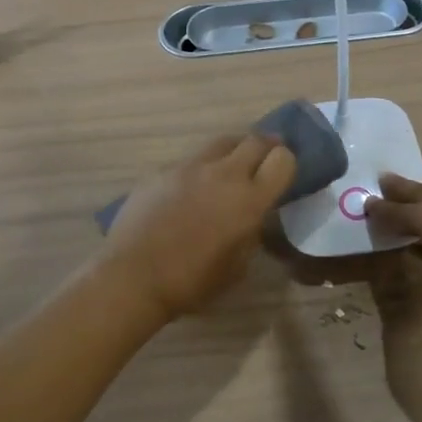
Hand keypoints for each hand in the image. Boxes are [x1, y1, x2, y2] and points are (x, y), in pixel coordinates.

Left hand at [105, 135, 295, 318]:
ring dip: (233, 152)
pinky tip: (191, 189)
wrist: (133, 276)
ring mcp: (189, 167)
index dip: (287, 164)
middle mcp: (223, 174)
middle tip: (266, 158)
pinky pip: (190, 160)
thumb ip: (251, 232)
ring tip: (230, 168)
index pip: (283, 160)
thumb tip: (251, 217)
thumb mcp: (238, 265)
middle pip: (255, 140)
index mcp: (249, 199)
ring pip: (221, 143)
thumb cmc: (192, 281)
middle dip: (266, 147)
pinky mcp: (162, 171)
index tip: (284, 173)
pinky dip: (200, 168)